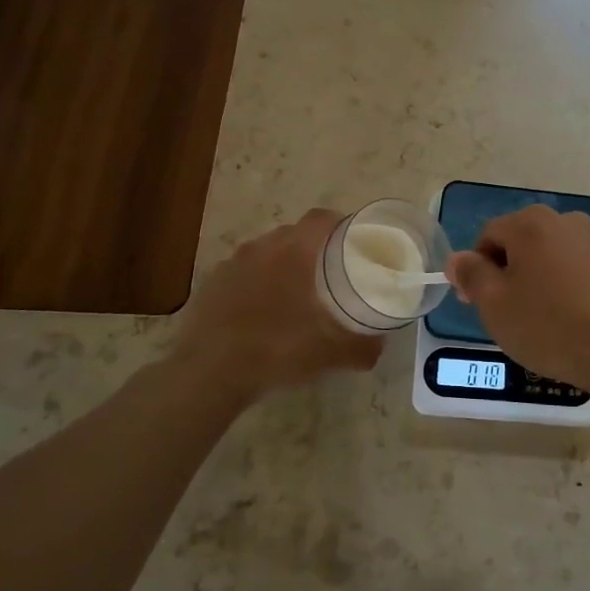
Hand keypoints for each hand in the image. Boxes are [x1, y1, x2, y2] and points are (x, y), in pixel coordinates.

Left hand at [169, 210, 382, 400]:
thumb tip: (380, 346)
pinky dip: (255, 283)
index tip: (353, 241)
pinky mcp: (211, 283)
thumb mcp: (330, 355)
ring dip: (282, 264)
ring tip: (294, 293)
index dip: (339, 224)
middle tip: (328, 272)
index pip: (321, 218)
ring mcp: (232, 263)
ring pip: (266, 252)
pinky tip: (260, 311)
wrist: (209, 372)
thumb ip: (362, 348)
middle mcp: (262, 247)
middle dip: (313, 247)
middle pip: (294, 233)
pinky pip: (242, 273)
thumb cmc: (276, 350)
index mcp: (294, 252)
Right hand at [445, 205, 589, 391]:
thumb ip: (471, 274)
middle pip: (517, 243)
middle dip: (504, 274)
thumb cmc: (546, 324)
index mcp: (529, 222)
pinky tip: (560, 317)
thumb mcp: (494, 303)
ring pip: (543, 256)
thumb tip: (458, 259)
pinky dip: (557, 286)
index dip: (476, 270)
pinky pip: (568, 268)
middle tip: (502, 314)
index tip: (476, 304)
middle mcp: (561, 219)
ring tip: (533, 319)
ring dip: (531, 280)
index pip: (487, 237)